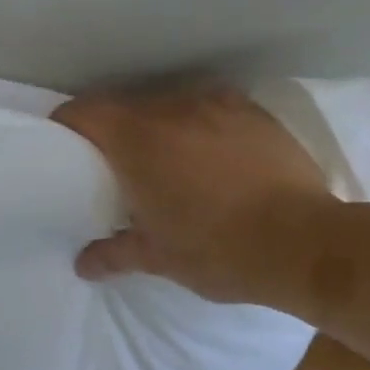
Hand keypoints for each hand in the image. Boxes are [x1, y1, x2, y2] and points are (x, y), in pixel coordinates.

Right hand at [51, 82, 337, 305]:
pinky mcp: (252, 111)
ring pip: (168, 104)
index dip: (67, 123)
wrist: (306, 244)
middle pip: (124, 105)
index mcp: (137, 141)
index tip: (64, 144)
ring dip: (157, 126)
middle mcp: (171, 110)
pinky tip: (211, 153)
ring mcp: (215, 105)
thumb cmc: (218, 250)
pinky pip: (209, 107)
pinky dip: (198, 124)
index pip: (84, 111)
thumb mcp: (158, 258)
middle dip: (113, 130)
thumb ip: (113, 254)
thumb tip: (82, 265)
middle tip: (114, 164)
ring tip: (166, 160)